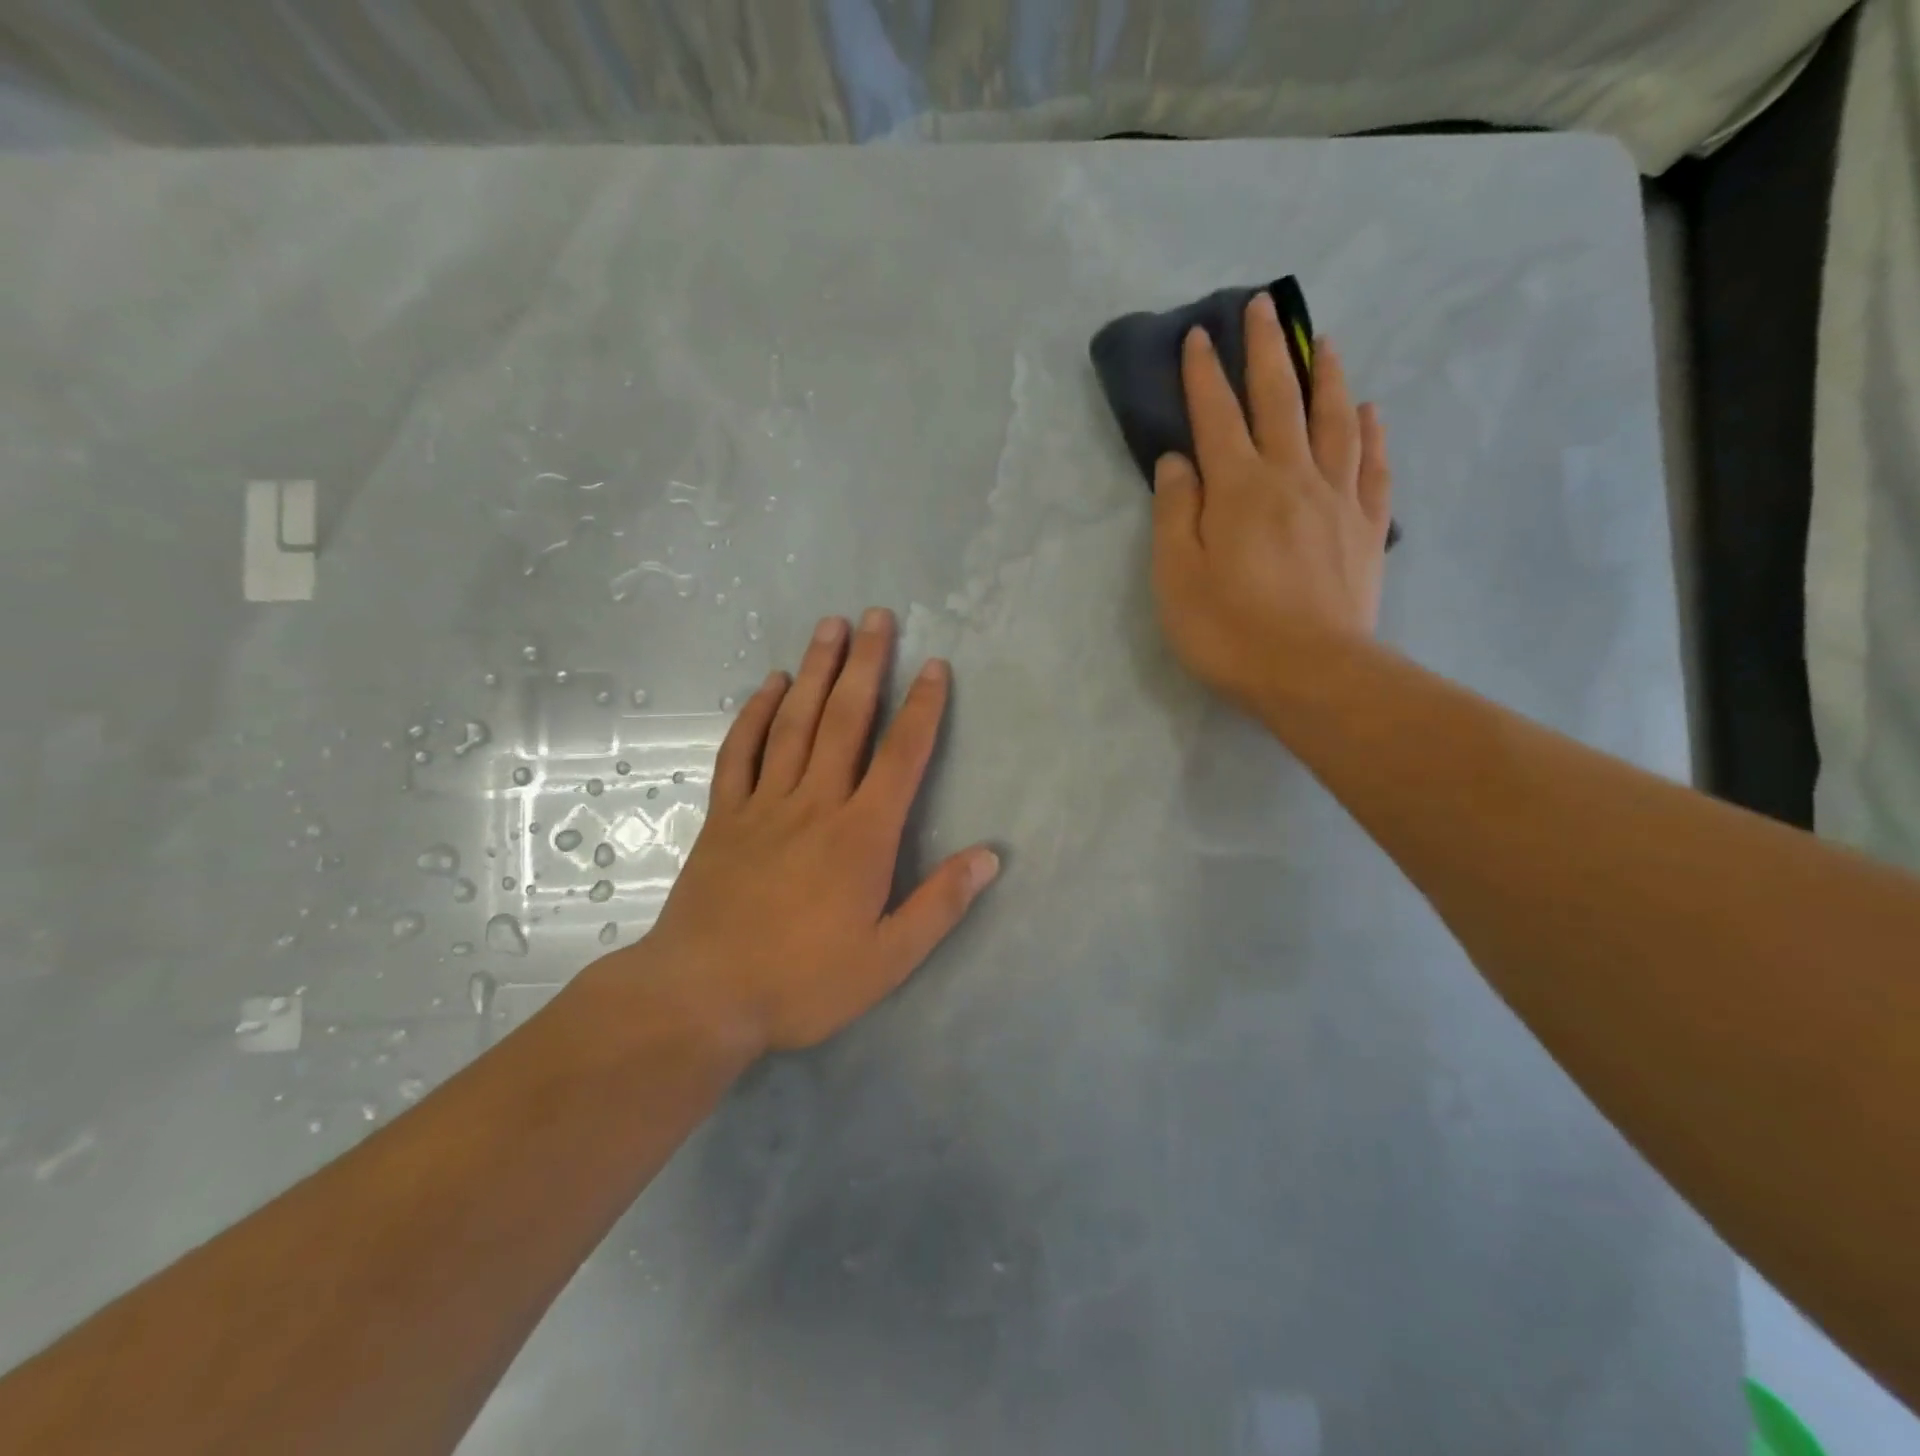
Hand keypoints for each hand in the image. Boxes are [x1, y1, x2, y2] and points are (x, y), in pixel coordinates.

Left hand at [638, 608, 999, 1054]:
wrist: (702, 996)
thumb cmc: (802, 981)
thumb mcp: (887, 959)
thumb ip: (940, 905)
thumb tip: (990, 856)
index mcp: (861, 835)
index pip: (901, 756)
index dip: (922, 708)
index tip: (935, 667)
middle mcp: (815, 804)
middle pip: (845, 720)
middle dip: (866, 665)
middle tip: (877, 616)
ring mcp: (764, 805)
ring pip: (794, 722)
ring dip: (816, 671)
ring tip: (830, 627)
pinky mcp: (725, 816)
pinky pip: (741, 752)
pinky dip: (755, 714)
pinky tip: (768, 684)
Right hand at [1150, 292, 1393, 717]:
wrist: (1312, 674)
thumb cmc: (1229, 631)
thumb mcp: (1177, 577)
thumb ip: (1175, 512)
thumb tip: (1178, 460)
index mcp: (1238, 488)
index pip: (1216, 417)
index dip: (1204, 375)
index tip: (1199, 335)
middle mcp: (1291, 477)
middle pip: (1279, 401)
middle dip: (1267, 351)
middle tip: (1265, 307)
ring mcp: (1337, 499)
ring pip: (1334, 421)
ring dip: (1326, 376)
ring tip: (1323, 342)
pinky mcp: (1366, 528)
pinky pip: (1373, 466)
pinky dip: (1371, 432)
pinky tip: (1370, 412)